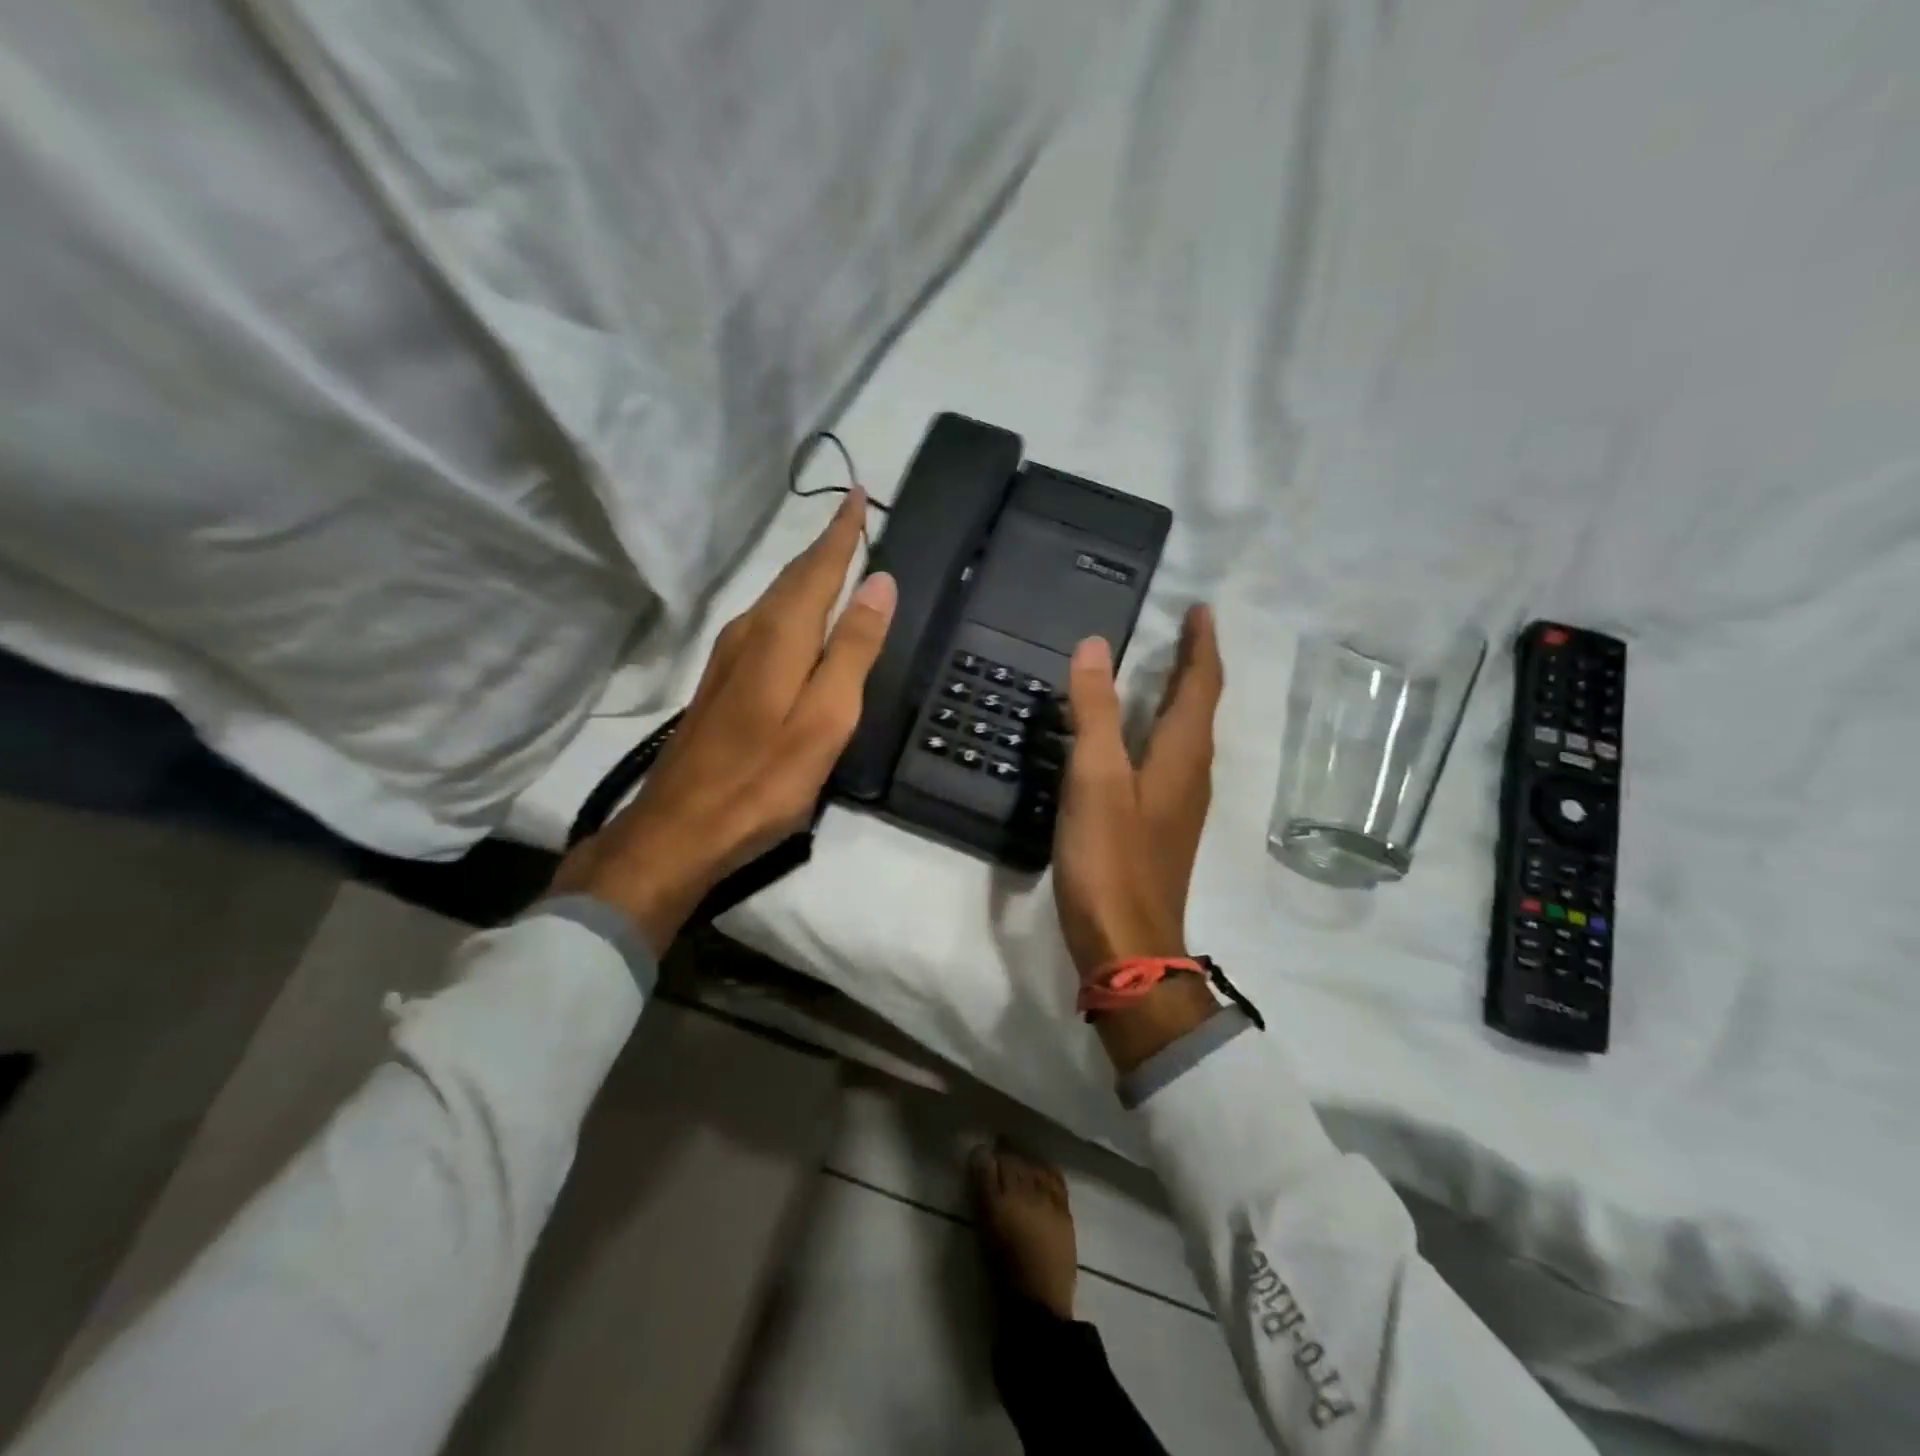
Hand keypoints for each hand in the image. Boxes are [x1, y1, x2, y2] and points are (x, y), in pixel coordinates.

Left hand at [552, 490, 895, 951]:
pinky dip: (791, 605)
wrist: (680, 828)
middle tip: (854, 520)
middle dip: (825, 546)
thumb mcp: (825, 718)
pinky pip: (765, 622)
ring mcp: (729, 657)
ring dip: (807, 573)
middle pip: (793, 577)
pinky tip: (799, 618)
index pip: (818, 567)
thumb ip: (853, 649)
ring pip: (775, 598)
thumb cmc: (764, 779)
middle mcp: (750, 632)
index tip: (858, 493)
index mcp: (780, 635)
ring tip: (836, 559)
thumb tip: (879, 582)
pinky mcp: (721, 682)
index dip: (842, 531)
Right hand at [1053, 605, 1224, 1069]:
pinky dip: (1157, 732)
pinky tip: (1133, 740)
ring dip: (1178, 699)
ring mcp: (1177, 805)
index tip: (1200, 609)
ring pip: (1185, 737)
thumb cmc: (1111, 860)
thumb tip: (1097, 645)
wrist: (1128, 946)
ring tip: (1159, 673)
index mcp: (1181, 756)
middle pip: (1199, 708)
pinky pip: (1167, 761)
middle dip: (1194, 666)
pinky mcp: (1159, 828)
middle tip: (1179, 633)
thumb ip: (1095, 712)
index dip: (1201, 645)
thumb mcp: (1096, 779)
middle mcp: (1190, 775)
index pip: (1200, 685)